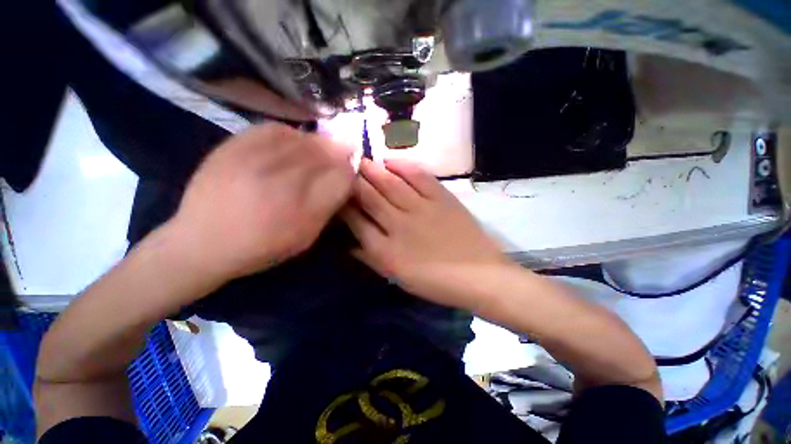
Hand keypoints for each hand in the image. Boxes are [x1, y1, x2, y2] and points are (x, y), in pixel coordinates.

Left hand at [168, 123, 354, 281]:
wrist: (201, 242)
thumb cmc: (261, 247)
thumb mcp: (305, 237)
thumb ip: (327, 207)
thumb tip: (343, 180)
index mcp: (304, 211)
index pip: (343, 177)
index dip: (351, 170)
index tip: (349, 171)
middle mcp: (284, 182)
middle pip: (327, 153)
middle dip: (340, 152)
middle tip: (342, 153)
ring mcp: (257, 161)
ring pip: (304, 138)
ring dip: (319, 142)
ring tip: (318, 149)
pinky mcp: (234, 147)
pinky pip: (274, 129)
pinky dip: (290, 133)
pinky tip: (292, 142)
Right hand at [342, 158, 508, 309]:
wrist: (480, 276)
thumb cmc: (436, 282)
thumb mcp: (398, 278)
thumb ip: (372, 260)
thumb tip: (349, 245)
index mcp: (386, 251)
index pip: (356, 221)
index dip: (343, 205)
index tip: (336, 194)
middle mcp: (399, 225)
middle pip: (370, 197)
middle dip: (353, 181)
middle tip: (343, 168)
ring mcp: (422, 209)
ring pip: (390, 183)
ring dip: (373, 170)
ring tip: (361, 160)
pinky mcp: (442, 199)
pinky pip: (419, 177)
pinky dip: (403, 166)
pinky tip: (391, 161)